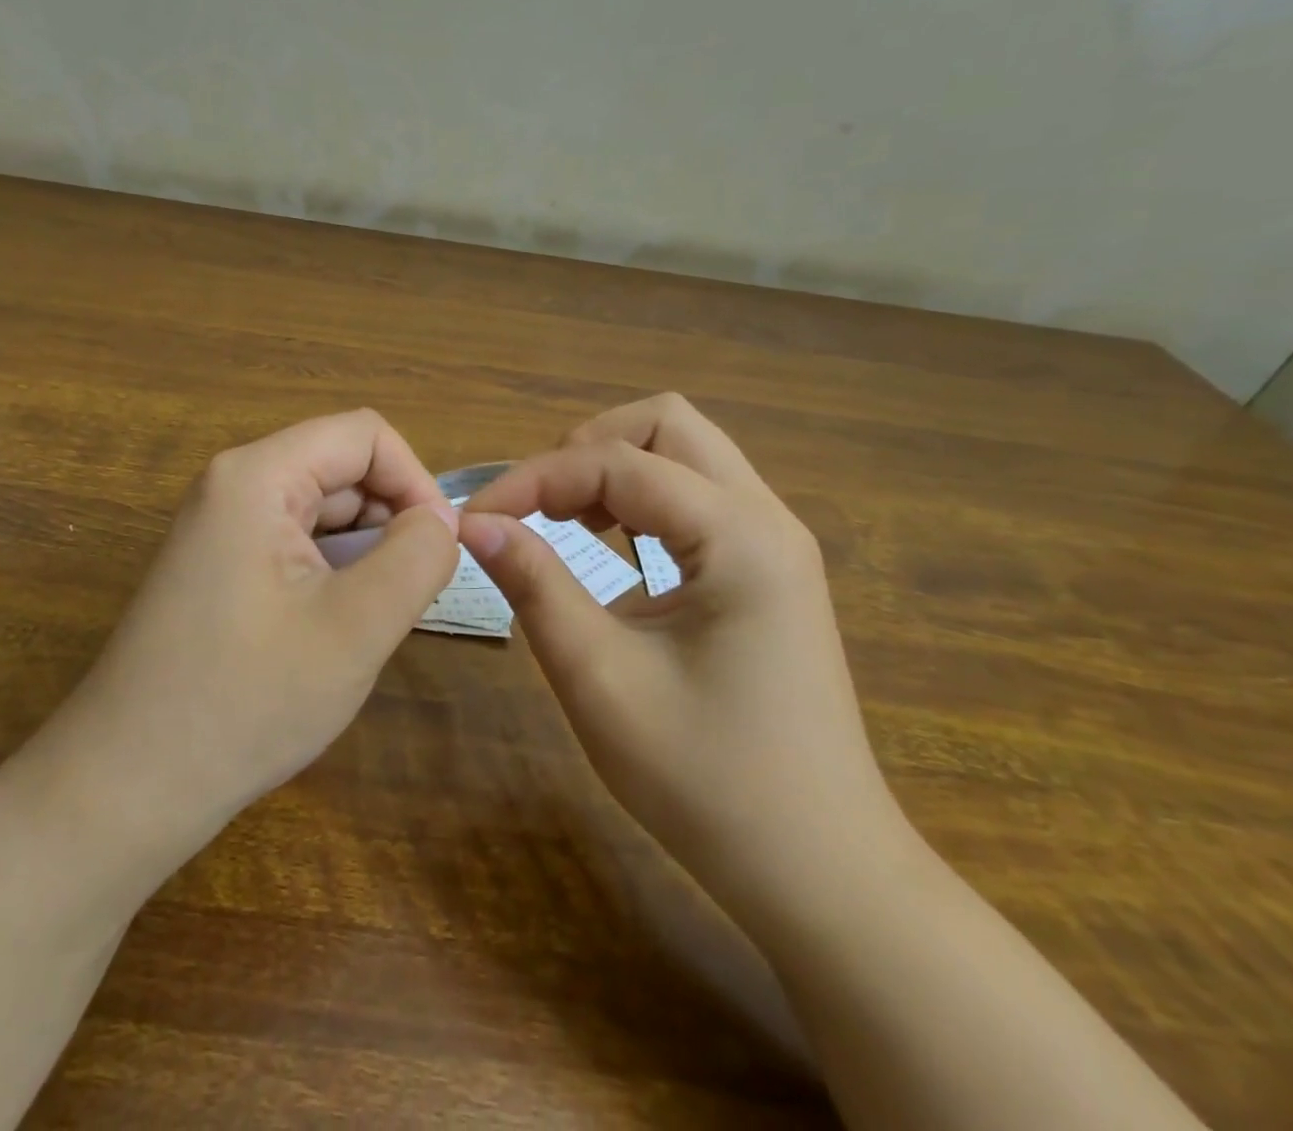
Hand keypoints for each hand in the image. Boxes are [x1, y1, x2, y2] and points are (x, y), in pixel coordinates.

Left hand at [42, 410, 459, 855]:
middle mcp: (234, 486)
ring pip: (323, 512)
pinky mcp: (219, 568)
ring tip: (371, 622)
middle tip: (408, 598)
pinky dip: (333, 575)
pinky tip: (335, 631)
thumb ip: (417, 557)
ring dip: (364, 554)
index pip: (365, 435)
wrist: (126, 788)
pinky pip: (296, 546)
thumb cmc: (245, 702)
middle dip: (390, 522)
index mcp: (257, 476)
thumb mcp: (356, 627)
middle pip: (342, 470)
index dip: (414, 481)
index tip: (438, 549)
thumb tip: (442, 519)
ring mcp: (221, 529)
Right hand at [459, 394, 905, 917]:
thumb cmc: (706, 780)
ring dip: (615, 468)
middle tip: (535, 505)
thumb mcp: (599, 677)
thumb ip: (534, 583)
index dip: (534, 478)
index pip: (616, 463)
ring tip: (564, 519)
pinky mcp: (768, 569)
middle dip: (586, 448)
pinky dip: (641, 500)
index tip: (477, 517)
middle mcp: (766, 518)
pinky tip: (611, 544)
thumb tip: (474, 523)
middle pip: (666, 423)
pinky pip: (697, 496)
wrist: (818, 871)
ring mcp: (774, 542)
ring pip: (684, 452)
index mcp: (739, 536)